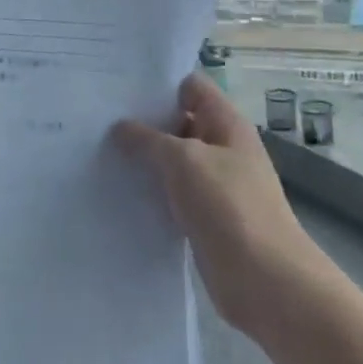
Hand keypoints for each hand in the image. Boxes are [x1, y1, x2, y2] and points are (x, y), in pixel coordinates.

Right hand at [112, 74, 317, 338]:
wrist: (266, 281)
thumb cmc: (229, 207)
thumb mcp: (184, 160)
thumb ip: (148, 139)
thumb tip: (120, 127)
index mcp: (226, 124)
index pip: (191, 86)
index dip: (159, 82)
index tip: (118, 85)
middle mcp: (222, 148)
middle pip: (179, 122)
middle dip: (142, 120)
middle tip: (97, 118)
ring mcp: (214, 185)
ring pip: (172, 160)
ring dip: (143, 159)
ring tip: (97, 151)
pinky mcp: (204, 217)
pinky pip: (172, 194)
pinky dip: (149, 191)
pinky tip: (117, 190)